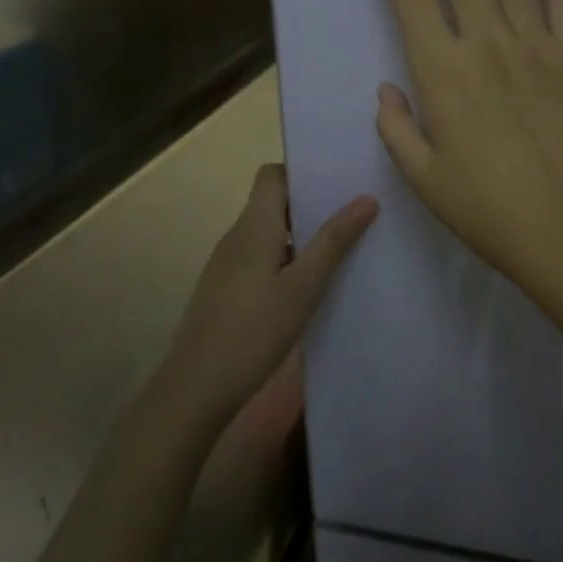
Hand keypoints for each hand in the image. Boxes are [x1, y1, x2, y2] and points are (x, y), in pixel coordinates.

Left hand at [158, 164, 377, 428]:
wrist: (196, 388)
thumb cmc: (253, 331)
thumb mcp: (303, 287)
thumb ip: (334, 241)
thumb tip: (366, 198)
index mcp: (254, 225)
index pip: (272, 175)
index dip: (302, 172)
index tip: (338, 183)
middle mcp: (237, 236)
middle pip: (273, 201)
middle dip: (311, 204)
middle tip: (353, 214)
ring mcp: (228, 263)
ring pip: (269, 232)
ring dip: (301, 234)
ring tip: (342, 249)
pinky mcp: (225, 289)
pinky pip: (261, 257)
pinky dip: (286, 259)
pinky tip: (310, 286)